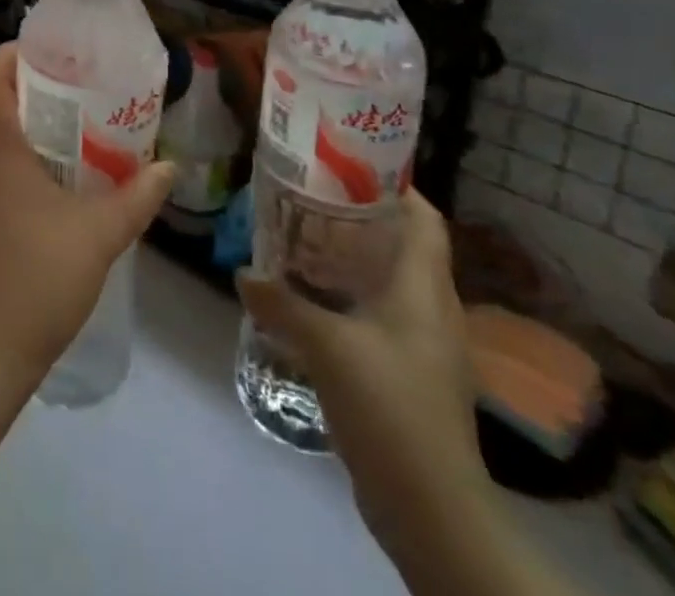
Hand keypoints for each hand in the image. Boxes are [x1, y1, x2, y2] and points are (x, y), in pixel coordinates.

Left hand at [0, 44, 175, 387]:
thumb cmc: (37, 279)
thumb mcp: (99, 234)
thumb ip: (137, 197)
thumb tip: (169, 168)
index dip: (14, 52)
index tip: (53, 53)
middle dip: (29, 84)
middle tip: (77, 87)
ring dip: (23, 121)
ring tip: (72, 128)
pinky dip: (14, 154)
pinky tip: (52, 180)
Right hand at [237, 192, 489, 553]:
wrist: (432, 509)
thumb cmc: (389, 405)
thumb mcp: (326, 347)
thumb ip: (281, 304)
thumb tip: (243, 274)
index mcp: (425, 287)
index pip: (424, 217)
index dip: (395, 185)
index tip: (348, 164)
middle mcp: (432, 308)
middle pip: (403, 244)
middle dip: (360, 218)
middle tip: (310, 198)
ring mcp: (424, 345)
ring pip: (390, 282)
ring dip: (352, 260)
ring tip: (303, 242)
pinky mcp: (411, 375)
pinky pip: (381, 317)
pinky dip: (350, 299)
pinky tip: (313, 303)